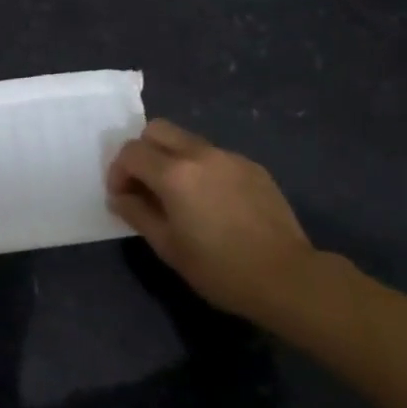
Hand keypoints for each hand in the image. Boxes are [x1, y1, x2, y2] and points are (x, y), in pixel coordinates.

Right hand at [107, 119, 317, 324]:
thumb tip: (119, 196)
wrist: (287, 277)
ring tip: (181, 196)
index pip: (131, 152)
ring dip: (173, 159)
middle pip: (157, 130)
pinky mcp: (252, 166)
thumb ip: (137, 213)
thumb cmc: (219, 268)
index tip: (122, 196)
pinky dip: (202, 169)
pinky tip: (214, 203)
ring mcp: (229, 157)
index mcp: (174, 173)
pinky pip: (215, 156)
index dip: (118, 171)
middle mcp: (200, 153)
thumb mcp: (167, 247)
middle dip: (143, 152)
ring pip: (187, 140)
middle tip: (146, 185)